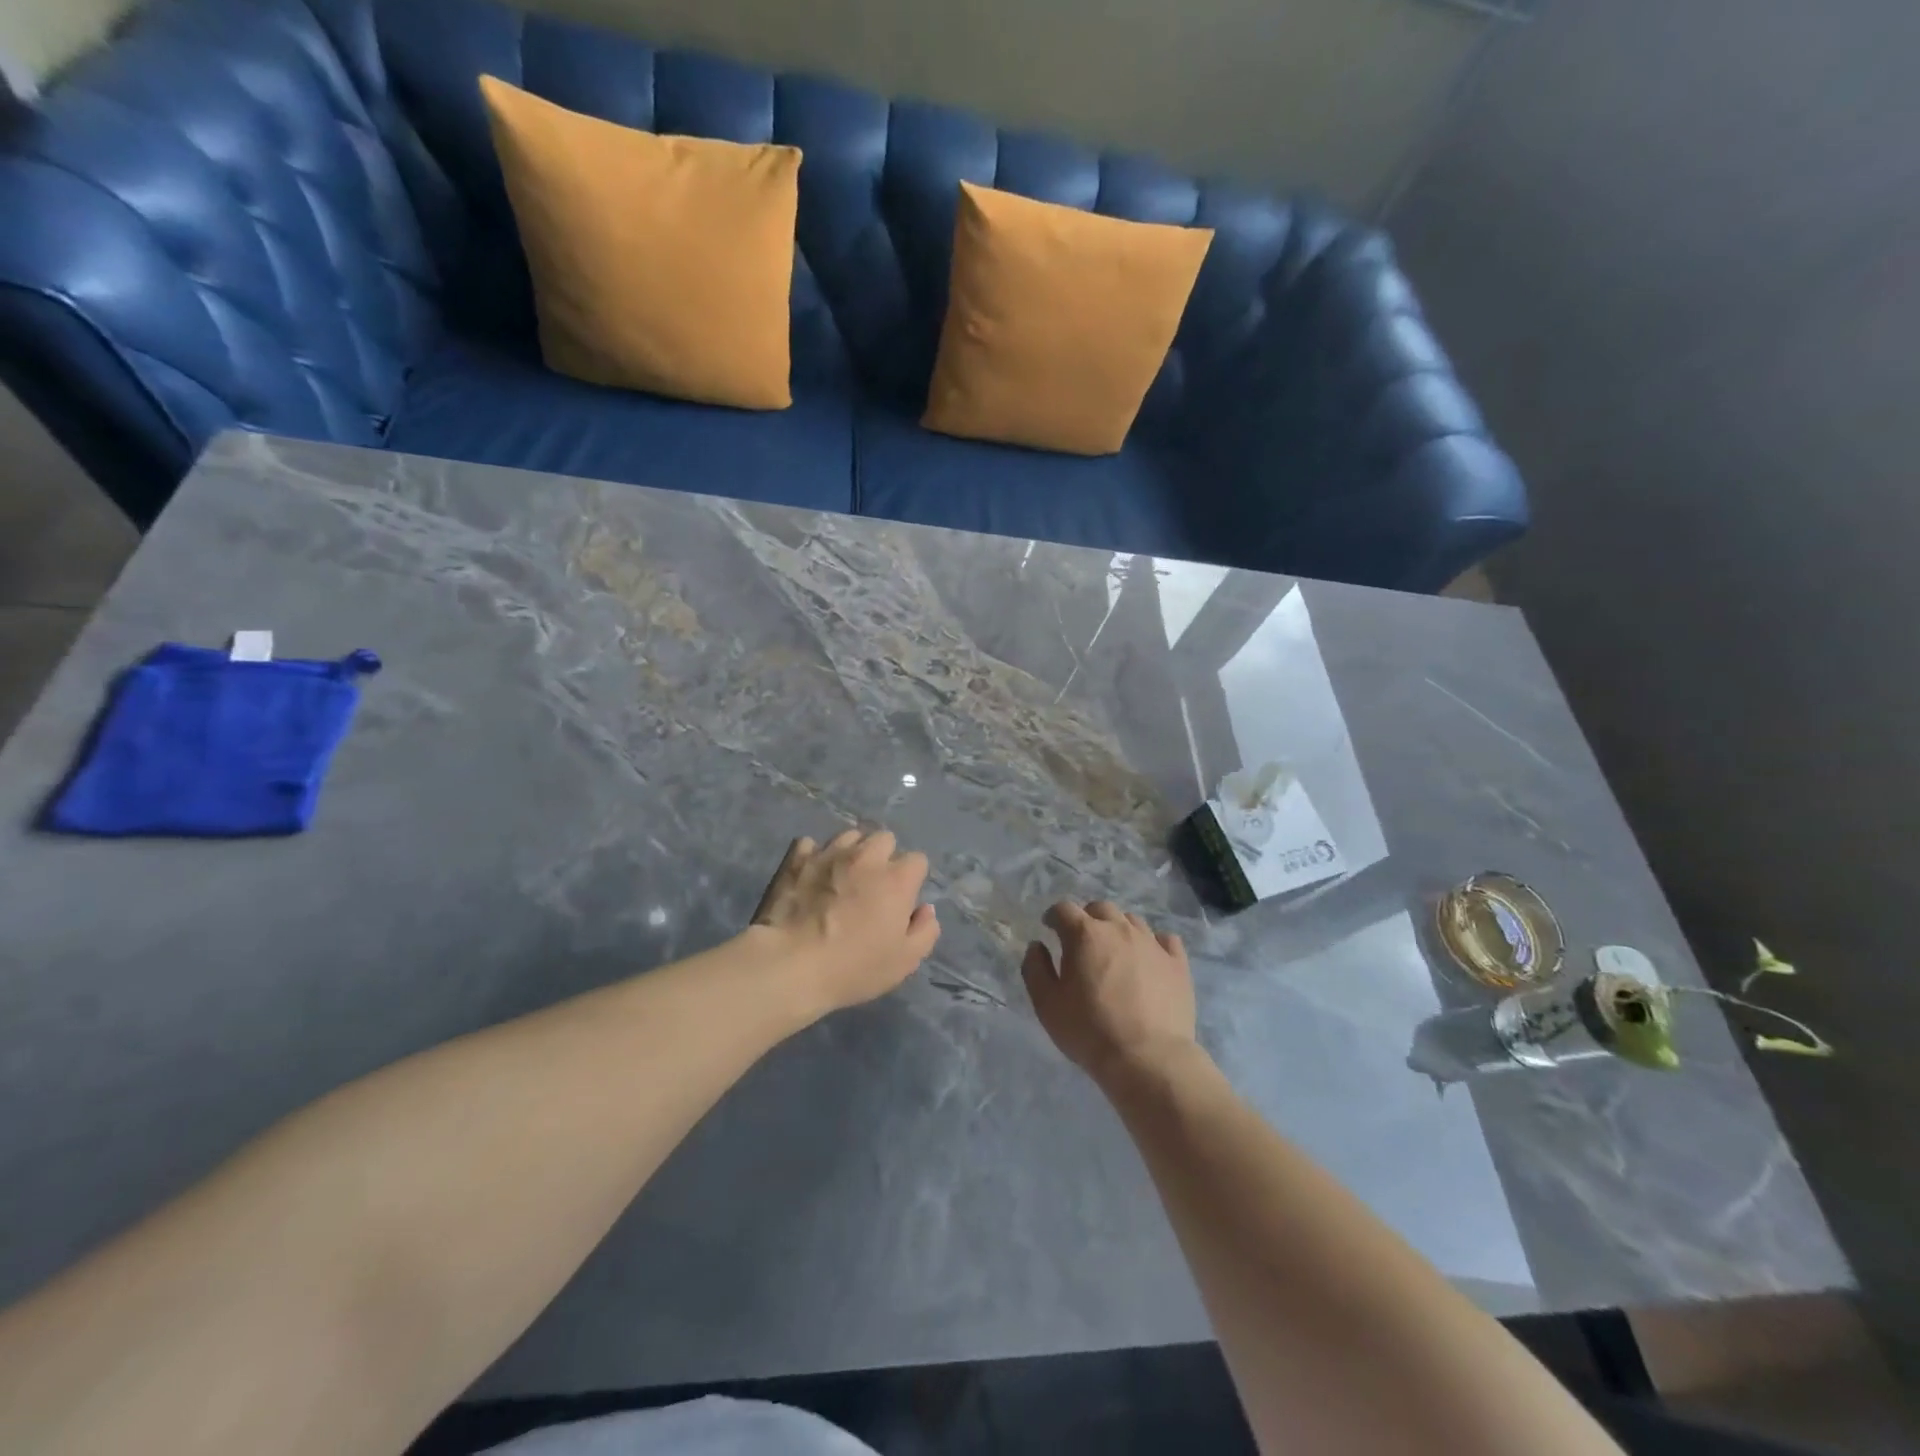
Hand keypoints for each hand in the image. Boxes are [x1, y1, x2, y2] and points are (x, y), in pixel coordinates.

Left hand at [751, 829, 940, 1017]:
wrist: (789, 964)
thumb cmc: (853, 967)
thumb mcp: (904, 961)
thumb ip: (925, 931)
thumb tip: (925, 910)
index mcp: (896, 879)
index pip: (918, 860)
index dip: (912, 880)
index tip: (901, 901)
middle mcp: (866, 857)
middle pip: (885, 838)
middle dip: (884, 857)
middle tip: (873, 885)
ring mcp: (829, 853)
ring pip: (849, 836)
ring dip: (852, 852)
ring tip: (842, 876)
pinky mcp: (797, 859)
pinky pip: (811, 845)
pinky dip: (814, 856)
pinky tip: (811, 875)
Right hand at [1022, 901, 1196, 1086]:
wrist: (1147, 1058)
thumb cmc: (1089, 1030)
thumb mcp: (1047, 1004)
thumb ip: (1035, 969)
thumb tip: (1037, 946)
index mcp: (1085, 934)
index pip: (1064, 909)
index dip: (1053, 916)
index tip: (1049, 928)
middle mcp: (1119, 929)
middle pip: (1100, 908)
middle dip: (1087, 918)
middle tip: (1082, 941)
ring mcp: (1152, 943)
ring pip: (1132, 921)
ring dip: (1118, 929)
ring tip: (1115, 952)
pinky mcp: (1177, 963)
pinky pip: (1165, 940)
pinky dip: (1153, 943)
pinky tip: (1149, 959)